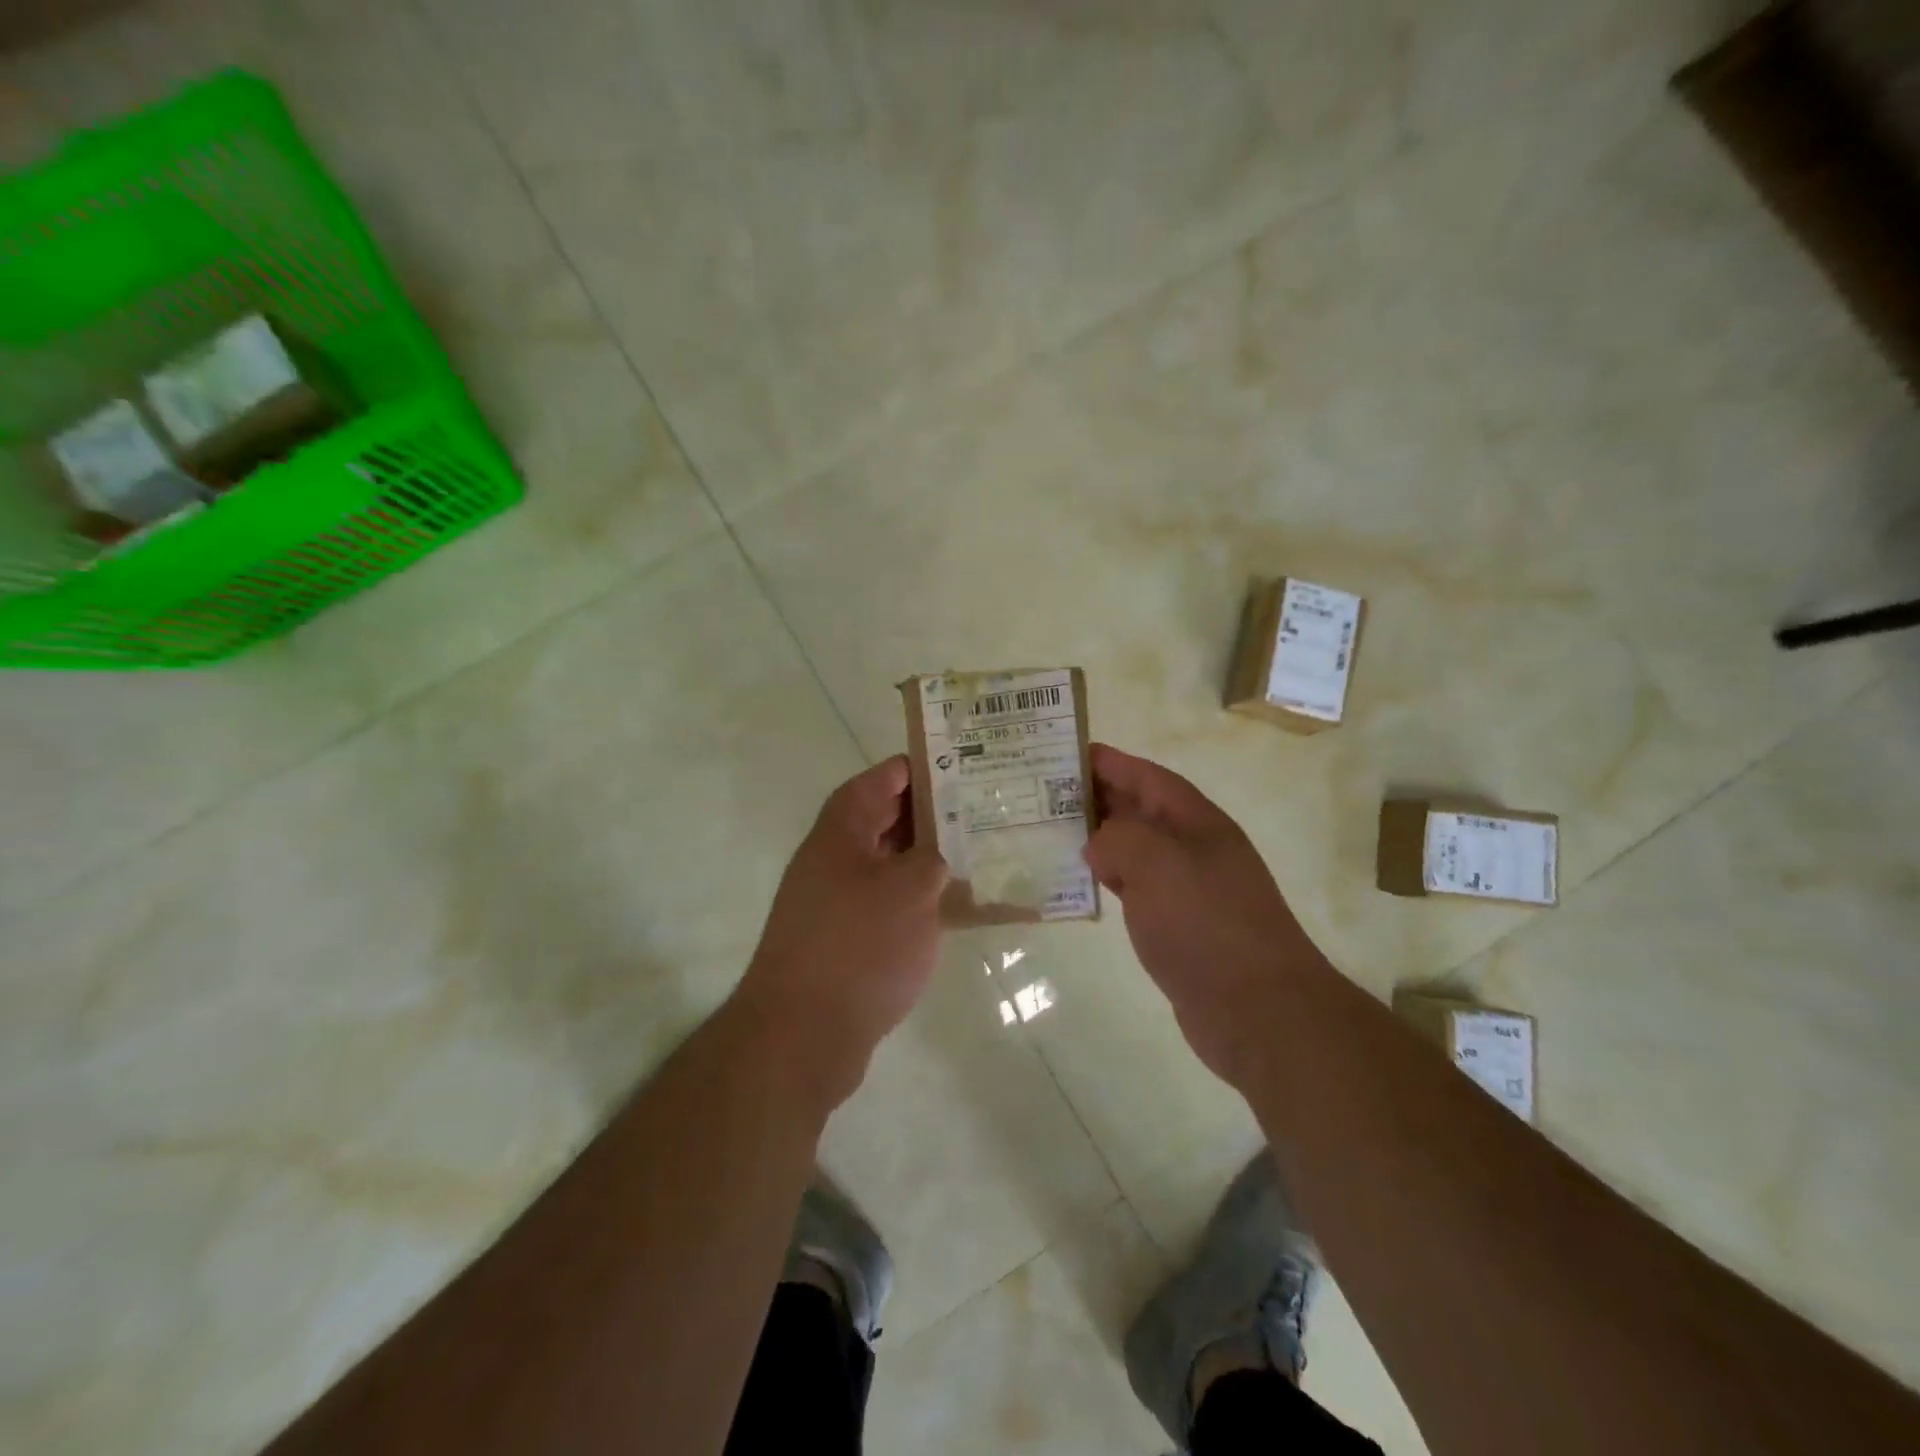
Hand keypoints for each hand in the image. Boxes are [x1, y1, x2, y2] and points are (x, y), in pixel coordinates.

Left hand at [733, 756, 948, 1106]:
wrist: (802, 1035)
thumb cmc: (859, 946)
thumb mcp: (911, 890)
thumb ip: (934, 859)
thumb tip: (940, 856)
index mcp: (843, 829)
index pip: (884, 779)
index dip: (923, 768)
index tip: (967, 768)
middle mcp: (835, 857)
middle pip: (887, 819)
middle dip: (934, 814)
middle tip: (985, 812)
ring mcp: (836, 901)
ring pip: (891, 864)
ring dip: (929, 859)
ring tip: (980, 855)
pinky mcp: (845, 940)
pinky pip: (888, 904)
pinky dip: (919, 900)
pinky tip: (958, 910)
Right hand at [1084, 744, 1330, 1087]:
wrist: (1257, 1009)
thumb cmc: (1207, 923)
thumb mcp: (1156, 863)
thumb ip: (1117, 838)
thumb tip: (1097, 844)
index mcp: (1197, 822)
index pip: (1148, 777)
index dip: (1110, 762)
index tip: (1067, 752)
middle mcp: (1194, 848)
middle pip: (1140, 810)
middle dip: (1097, 796)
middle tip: (1044, 792)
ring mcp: (1187, 889)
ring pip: (1134, 849)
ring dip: (1098, 838)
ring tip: (1051, 831)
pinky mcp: (1177, 926)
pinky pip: (1134, 888)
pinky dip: (1107, 878)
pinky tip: (1080, 882)